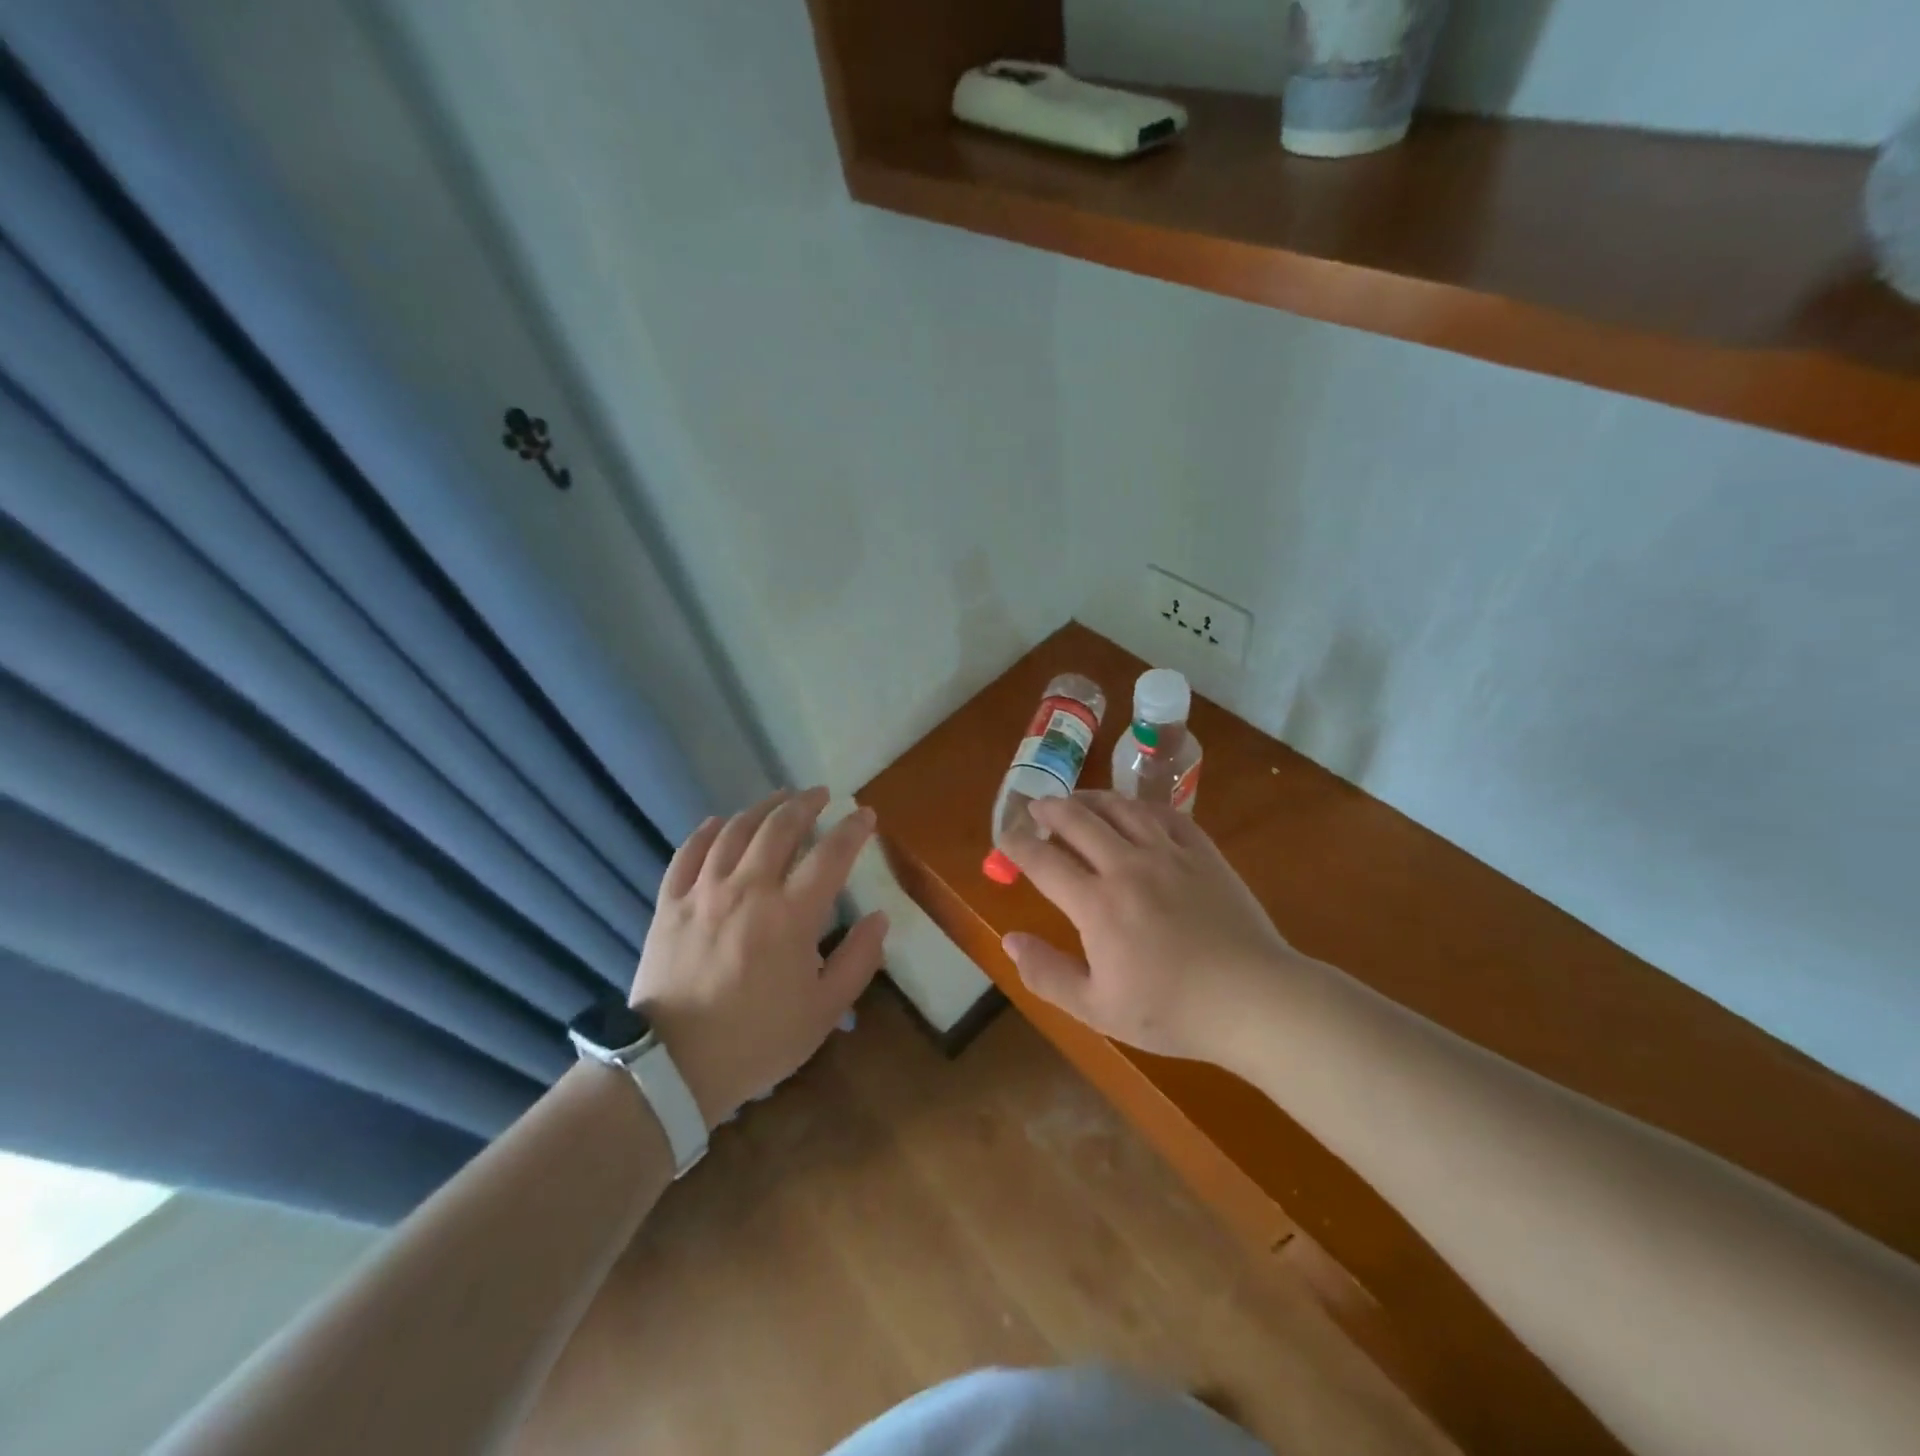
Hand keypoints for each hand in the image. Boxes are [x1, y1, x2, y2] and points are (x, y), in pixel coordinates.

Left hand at [631, 787, 885, 1125]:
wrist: (674, 1066)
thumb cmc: (758, 1039)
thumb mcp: (824, 1010)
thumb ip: (858, 959)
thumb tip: (879, 917)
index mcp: (791, 914)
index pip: (831, 854)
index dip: (853, 829)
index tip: (866, 815)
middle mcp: (748, 889)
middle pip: (780, 828)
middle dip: (805, 804)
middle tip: (821, 794)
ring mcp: (704, 892)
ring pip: (735, 831)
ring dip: (761, 808)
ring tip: (779, 798)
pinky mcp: (670, 904)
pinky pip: (687, 854)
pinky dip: (706, 832)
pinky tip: (719, 822)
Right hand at [1000, 791, 1297, 1061]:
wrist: (1254, 1000)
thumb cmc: (1171, 1011)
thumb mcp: (1097, 1009)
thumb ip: (1048, 973)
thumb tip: (1010, 940)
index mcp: (1097, 904)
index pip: (1044, 861)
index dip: (1017, 845)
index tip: (1005, 837)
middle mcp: (1127, 866)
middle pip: (1078, 820)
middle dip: (1049, 809)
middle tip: (1036, 807)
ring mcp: (1169, 854)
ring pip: (1121, 808)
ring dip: (1091, 798)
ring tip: (1077, 799)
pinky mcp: (1203, 852)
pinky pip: (1165, 814)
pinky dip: (1140, 806)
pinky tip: (1134, 809)